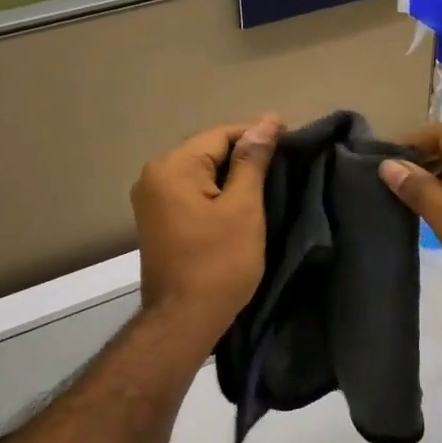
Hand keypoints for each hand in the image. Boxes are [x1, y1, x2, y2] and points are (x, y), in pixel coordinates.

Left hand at [131, 115, 280, 344]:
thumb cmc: (219, 263)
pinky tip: (240, 197)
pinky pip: (191, 192)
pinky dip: (216, 190)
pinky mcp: (157, 220)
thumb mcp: (243, 208)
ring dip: (231, 172)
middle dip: (243, 152)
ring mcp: (151, 200)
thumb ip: (252, 162)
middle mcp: (154, 176)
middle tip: (284, 156)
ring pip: (199, 172)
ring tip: (268, 175)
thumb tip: (266, 123)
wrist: (184, 319)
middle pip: (206, 151)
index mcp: (172, 168)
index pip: (220, 135)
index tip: (290, 134)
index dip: (256, 133)